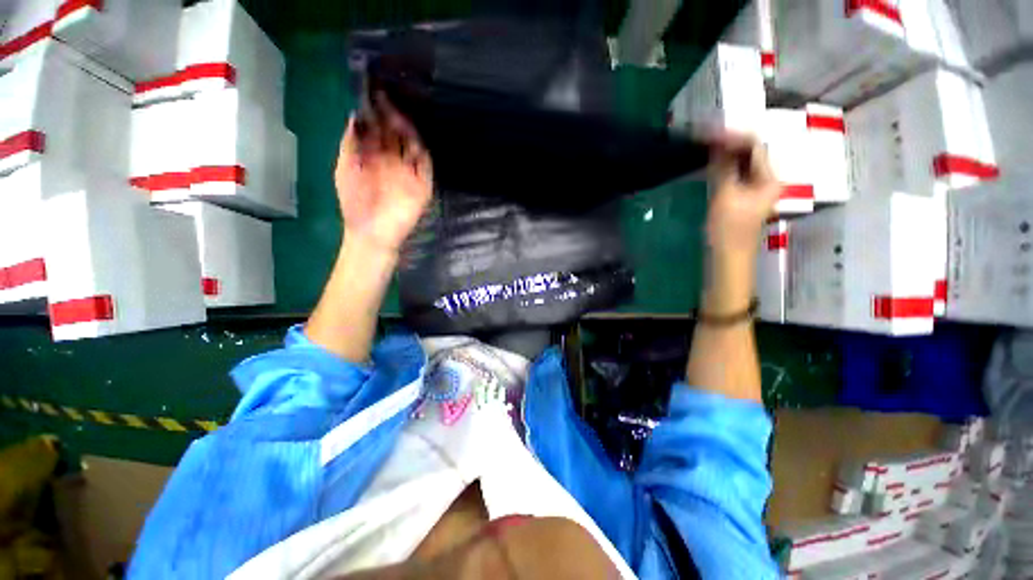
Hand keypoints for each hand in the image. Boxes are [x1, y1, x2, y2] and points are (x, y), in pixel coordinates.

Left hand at [334, 93, 432, 253]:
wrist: (372, 233)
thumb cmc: (355, 203)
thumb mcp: (345, 168)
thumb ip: (350, 143)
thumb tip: (355, 114)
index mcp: (375, 157)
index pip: (379, 130)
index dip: (376, 113)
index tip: (372, 92)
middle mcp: (393, 162)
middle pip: (396, 134)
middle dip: (392, 115)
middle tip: (386, 95)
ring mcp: (409, 173)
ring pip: (412, 146)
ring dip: (407, 129)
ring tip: (397, 112)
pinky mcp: (422, 186)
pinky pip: (425, 165)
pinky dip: (421, 150)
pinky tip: (413, 135)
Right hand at [705, 134, 781, 259]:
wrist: (728, 255)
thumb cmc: (729, 228)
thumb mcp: (726, 195)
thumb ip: (724, 168)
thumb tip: (718, 144)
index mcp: (770, 178)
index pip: (756, 148)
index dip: (735, 138)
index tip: (714, 132)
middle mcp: (767, 180)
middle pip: (751, 154)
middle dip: (731, 144)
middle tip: (709, 137)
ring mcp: (755, 189)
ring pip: (742, 164)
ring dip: (727, 155)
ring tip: (709, 146)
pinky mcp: (743, 196)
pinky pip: (736, 174)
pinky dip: (725, 167)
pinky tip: (713, 163)